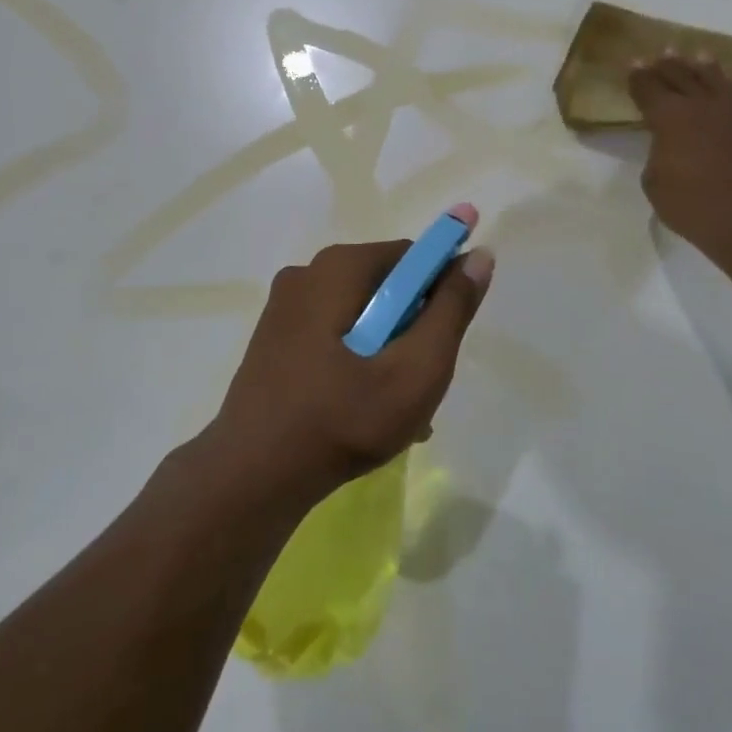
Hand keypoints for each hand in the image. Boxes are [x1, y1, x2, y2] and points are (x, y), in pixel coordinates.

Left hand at [205, 205, 494, 508]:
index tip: (447, 340)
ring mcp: (284, 308)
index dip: (442, 290)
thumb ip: (452, 310)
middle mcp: (307, 274)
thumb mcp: (416, 368)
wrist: (253, 475)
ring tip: (401, 410)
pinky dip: (358, 361)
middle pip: (386, 288)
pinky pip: (333, 336)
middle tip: (424, 382)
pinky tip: (366, 411)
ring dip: (389, 352)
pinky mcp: (274, 340)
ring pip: (361, 316)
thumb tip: (478, 256)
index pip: (412, 256)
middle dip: (414, 329)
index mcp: (339, 267)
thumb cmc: (343, 418)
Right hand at [628, 53, 731, 259]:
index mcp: (669, 117)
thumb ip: (657, 154)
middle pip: (680, 76)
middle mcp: (701, 105)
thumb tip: (668, 145)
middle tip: (659, 53)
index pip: (648, 88)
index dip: (638, 77)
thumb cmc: (691, 205)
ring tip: (697, 54)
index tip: (632, 64)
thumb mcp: (654, 182)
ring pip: (715, 80)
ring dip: (702, 67)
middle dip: (666, 64)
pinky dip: (731, 89)